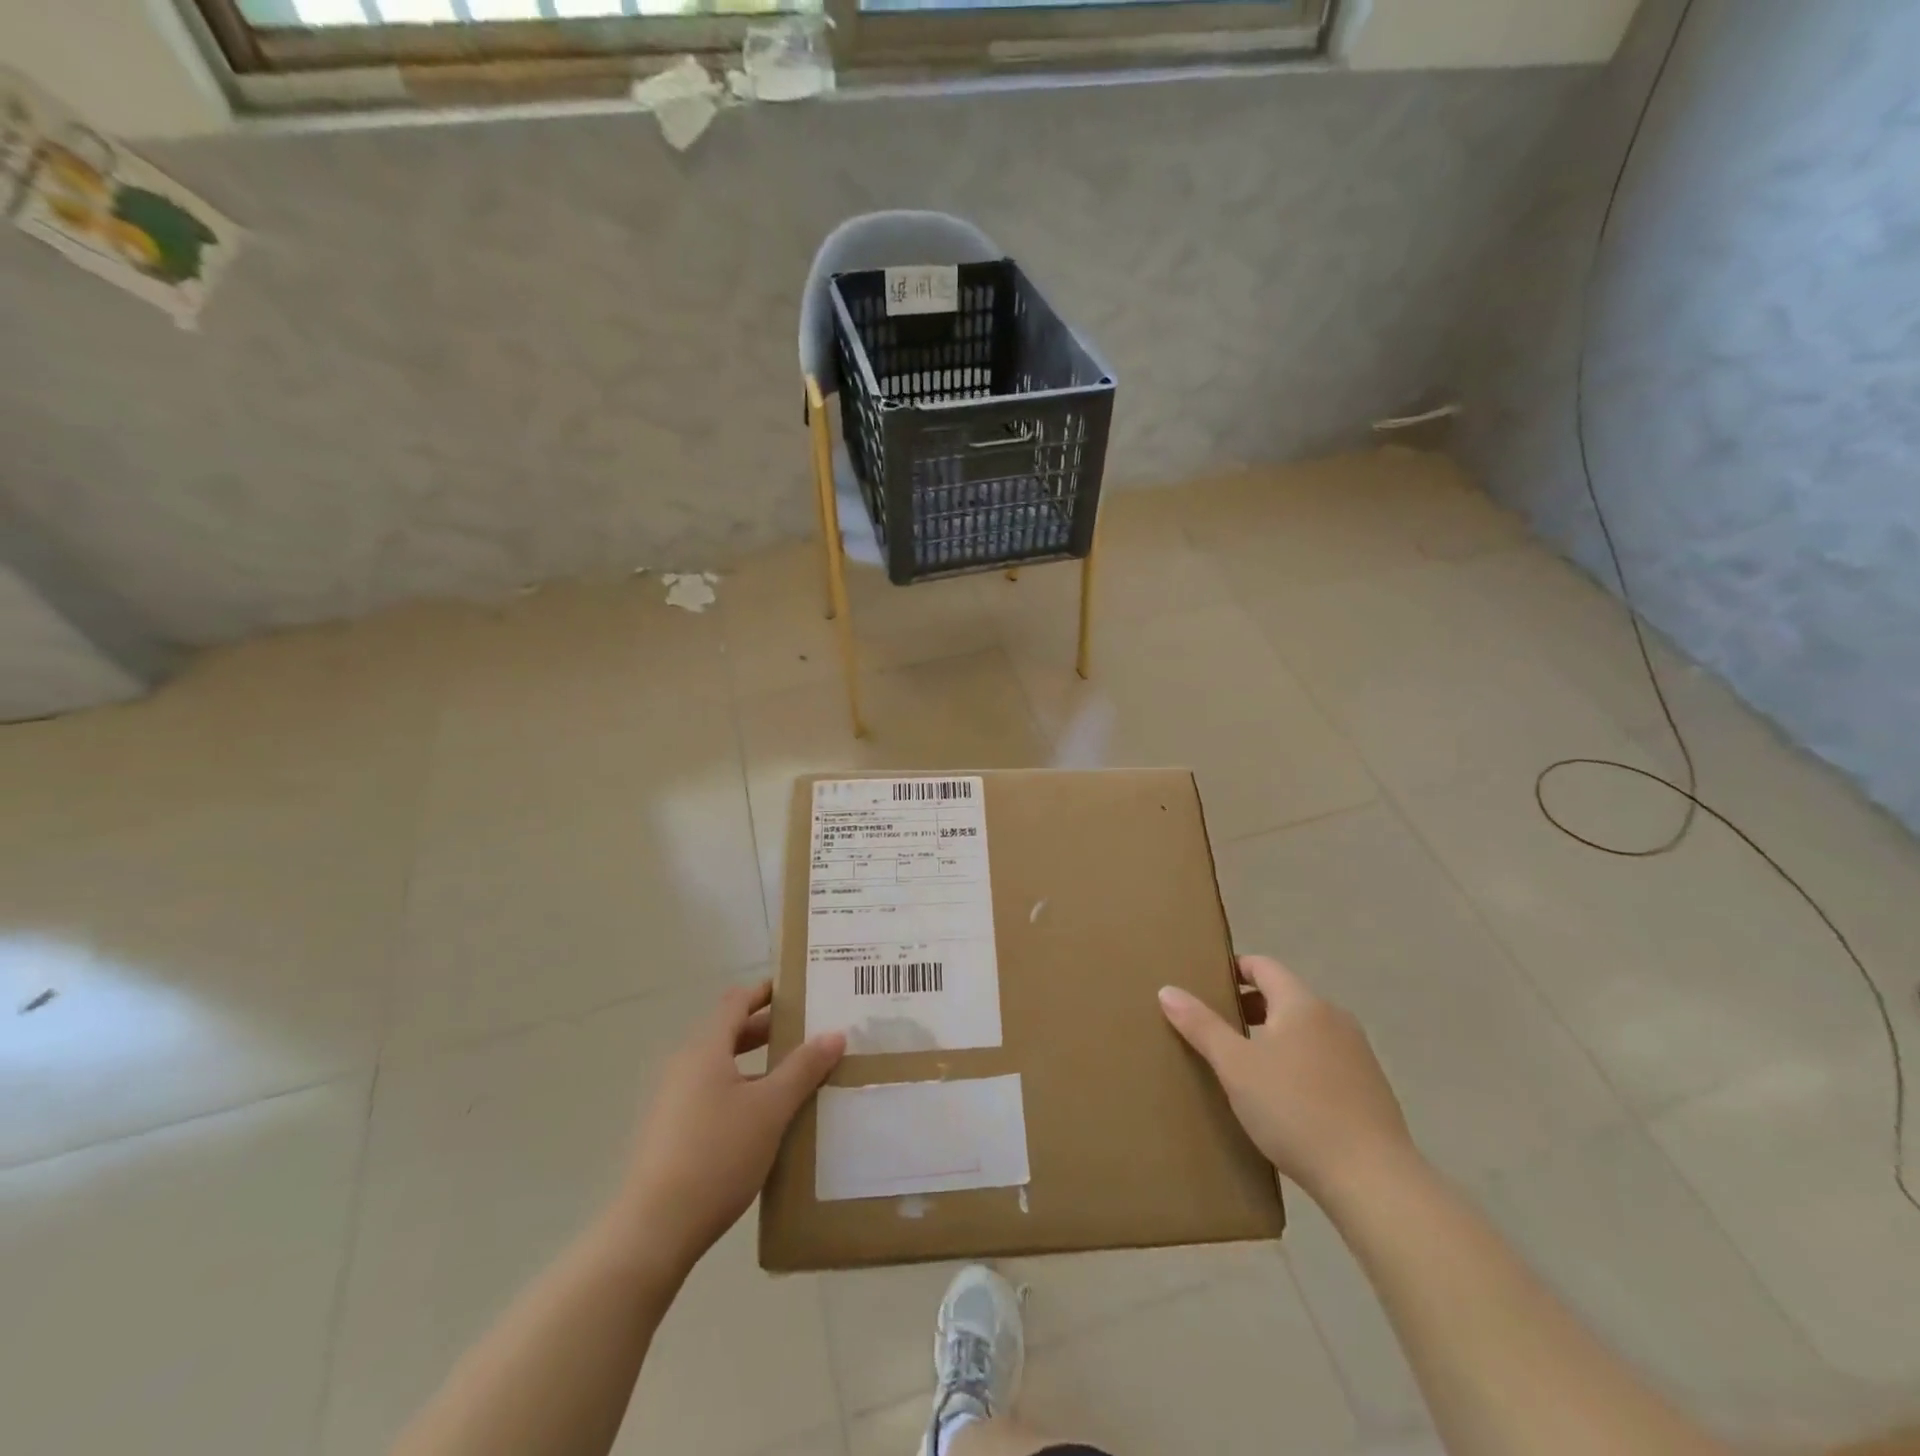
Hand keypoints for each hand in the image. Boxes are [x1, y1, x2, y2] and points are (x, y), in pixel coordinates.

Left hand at [612, 981, 844, 1275]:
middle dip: (767, 1029)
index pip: (736, 1002)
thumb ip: (803, 1068)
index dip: (765, 992)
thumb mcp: (771, 1109)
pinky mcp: (670, 1133)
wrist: (654, 1230)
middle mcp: (685, 1065)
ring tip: (795, 1076)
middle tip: (808, 1032)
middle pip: (729, 1033)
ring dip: (756, 1065)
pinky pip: (712, 1095)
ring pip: (722, 1067)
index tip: (797, 990)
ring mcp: (673, 1100)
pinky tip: (766, 1119)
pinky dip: (741, 1092)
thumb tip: (835, 1033)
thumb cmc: (717, 1154)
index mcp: (706, 1049)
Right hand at [1159, 955, 1416, 1205]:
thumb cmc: (1295, 1110)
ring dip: (1274, 1036)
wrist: (1373, 1180)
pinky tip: (1284, 1098)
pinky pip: (1324, 1058)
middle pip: (1285, 996)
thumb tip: (1167, 990)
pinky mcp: (1370, 1087)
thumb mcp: (1236, 1066)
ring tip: (1246, 1065)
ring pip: (1305, 1029)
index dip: (1234, 970)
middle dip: (1250, 1006)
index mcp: (1302, 1003)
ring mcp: (1357, 1053)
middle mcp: (1334, 1017)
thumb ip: (1201, 1025)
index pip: (1263, 966)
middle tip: (1218, 1028)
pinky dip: (1298, 1062)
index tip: (1207, 987)